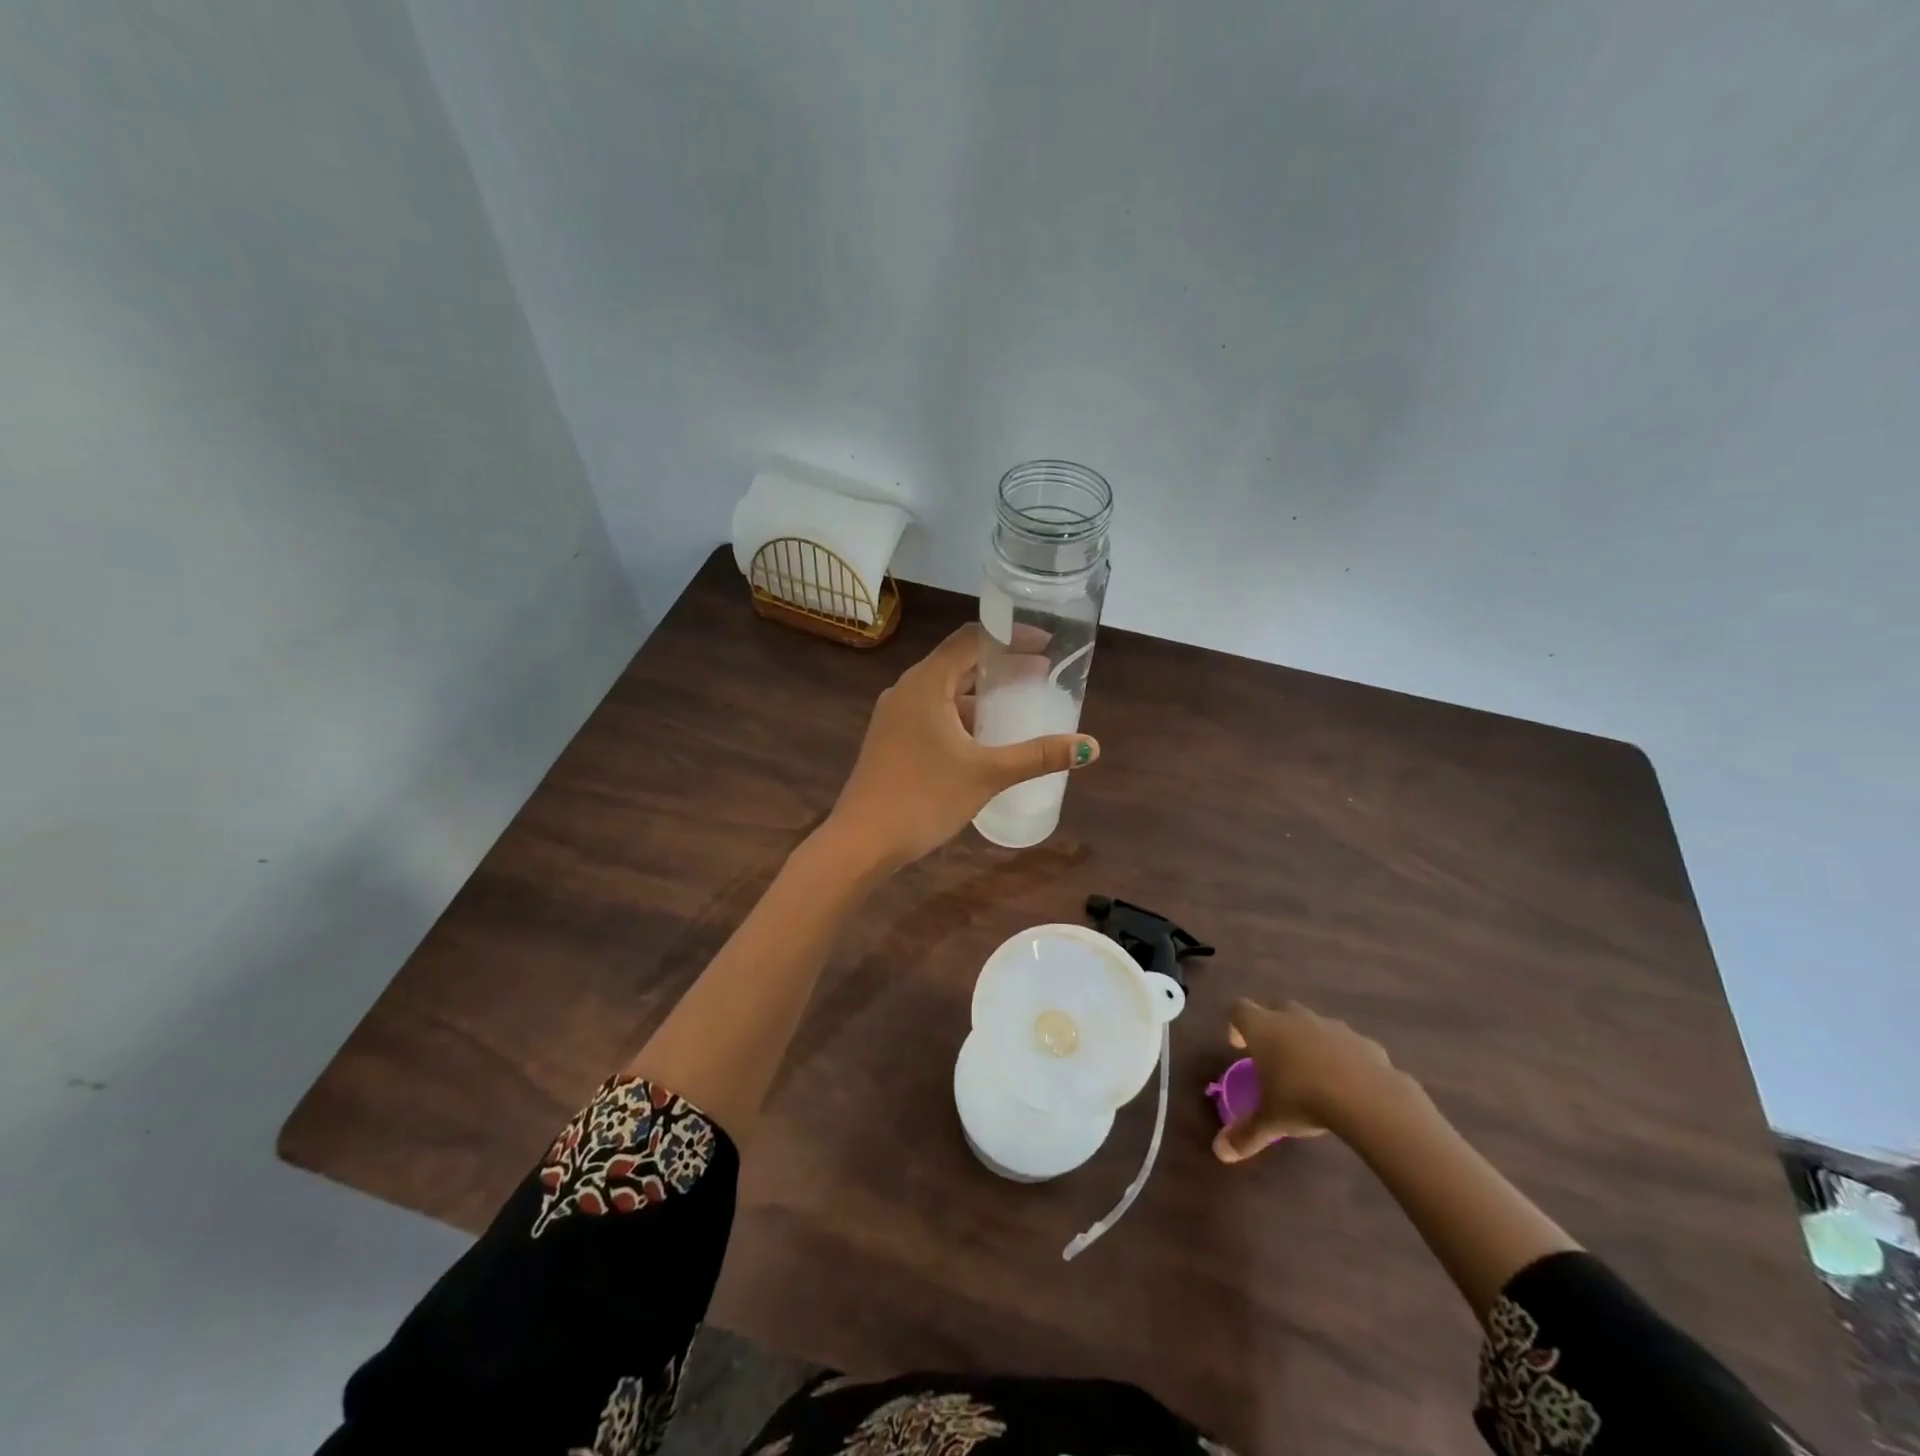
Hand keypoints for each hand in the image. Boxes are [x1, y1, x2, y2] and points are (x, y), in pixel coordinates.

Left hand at [828, 624, 1098, 870]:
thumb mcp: (987, 774)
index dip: (1010, 636)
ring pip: (945, 690)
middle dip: (1001, 665)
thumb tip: (1090, 746)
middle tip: (1041, 673)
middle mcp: (907, 689)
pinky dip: (962, 715)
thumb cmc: (923, 798)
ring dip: (981, 693)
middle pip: (959, 661)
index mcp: (926, 683)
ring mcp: (895, 715)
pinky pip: (933, 712)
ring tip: (1019, 704)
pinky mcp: (892, 739)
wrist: (861, 841)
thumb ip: (1038, 756)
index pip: (971, 638)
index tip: (1046, 643)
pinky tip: (984, 738)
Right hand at [1213, 998, 1398, 1162]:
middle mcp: (1293, 1018)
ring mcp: (1330, 1025)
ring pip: (1312, 1023)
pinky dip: (1342, 1056)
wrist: (1368, 1097)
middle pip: (1275, 1008)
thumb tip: (1220, 1153)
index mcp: (1264, 1029)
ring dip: (1308, 1039)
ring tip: (1312, 1072)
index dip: (1235, 1025)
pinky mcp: (1361, 1040)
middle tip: (1274, 1057)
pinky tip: (1348, 1083)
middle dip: (1272, 1027)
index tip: (1239, 1047)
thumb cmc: (1304, 1100)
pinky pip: (1345, 1043)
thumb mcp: (1271, 1121)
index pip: (1239, 1009)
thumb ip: (1246, 1134)